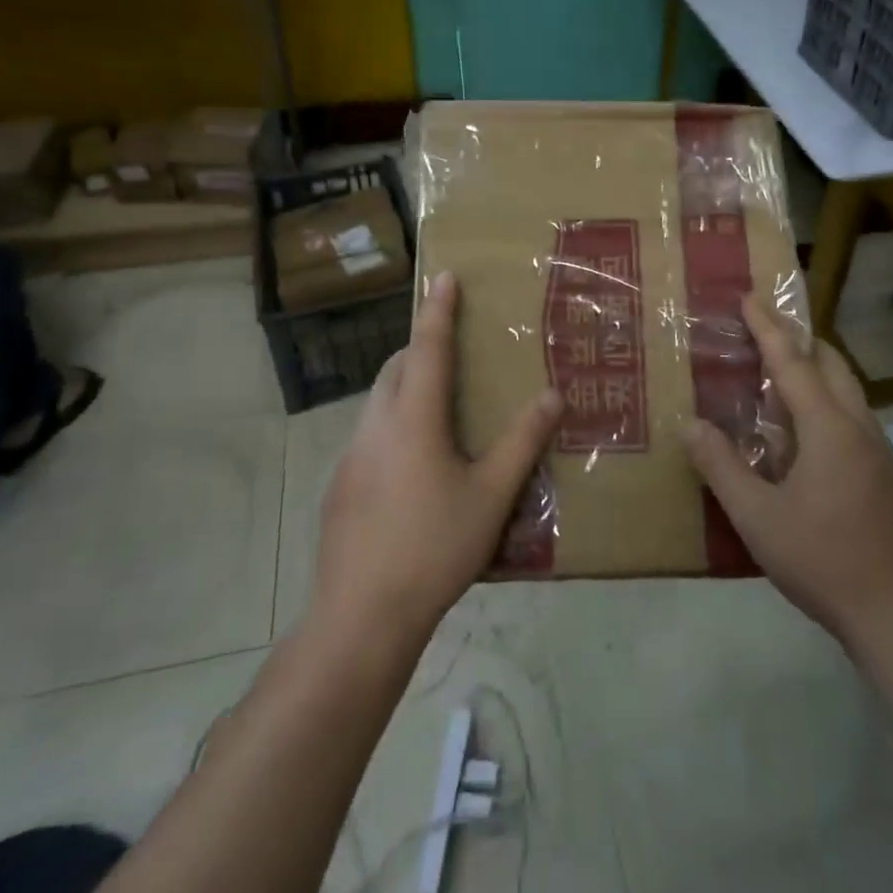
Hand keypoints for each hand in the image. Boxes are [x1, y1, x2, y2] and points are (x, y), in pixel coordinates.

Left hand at [311, 271, 563, 656]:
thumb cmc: (434, 547)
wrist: (362, 616)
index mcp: (413, 419)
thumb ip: (523, 441)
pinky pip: (370, 435)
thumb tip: (553, 394)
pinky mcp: (340, 486)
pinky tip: (416, 467)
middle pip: (396, 369)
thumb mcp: (492, 495)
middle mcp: (376, 426)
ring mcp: (351, 457)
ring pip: (378, 402)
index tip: (444, 276)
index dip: (438, 310)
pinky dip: (394, 424)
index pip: (428, 348)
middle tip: (452, 350)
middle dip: (420, 348)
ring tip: (440, 409)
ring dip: (405, 387)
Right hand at [688, 294, 892, 651]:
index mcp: (829, 429)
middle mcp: (860, 428)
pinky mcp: (888, 475)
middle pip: (832, 366)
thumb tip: (690, 424)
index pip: (793, 363)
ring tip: (780, 378)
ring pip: (849, 392)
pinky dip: (828, 403)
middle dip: (799, 341)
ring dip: (816, 372)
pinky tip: (806, 435)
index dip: (768, 329)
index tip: (750, 297)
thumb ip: (721, 466)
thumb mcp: (757, 517)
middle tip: (765, 331)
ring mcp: (881, 452)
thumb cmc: (822, 560)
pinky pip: (854, 419)